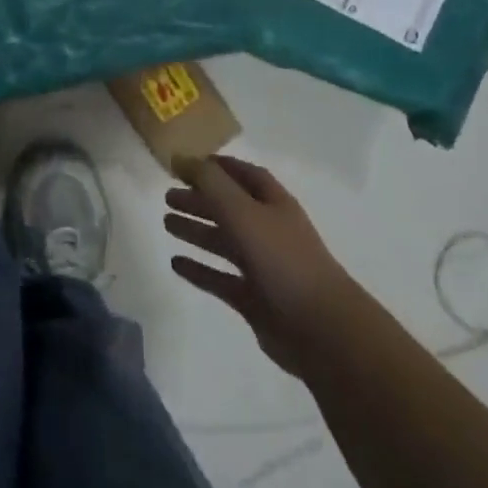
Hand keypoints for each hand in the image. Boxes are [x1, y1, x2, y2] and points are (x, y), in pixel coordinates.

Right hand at [164, 155, 348, 378]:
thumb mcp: (243, 211)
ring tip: (166, 223)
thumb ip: (211, 183)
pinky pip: (220, 278)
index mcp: (274, 204)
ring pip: (223, 242)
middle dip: (200, 199)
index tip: (188, 163)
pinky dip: (199, 269)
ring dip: (196, 230)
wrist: (321, 330)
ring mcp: (263, 266)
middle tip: (167, 196)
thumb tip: (182, 157)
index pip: (245, 175)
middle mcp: (269, 230)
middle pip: (229, 207)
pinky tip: (175, 263)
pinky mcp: (254, 300)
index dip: (219, 166)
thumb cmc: (282, 259)